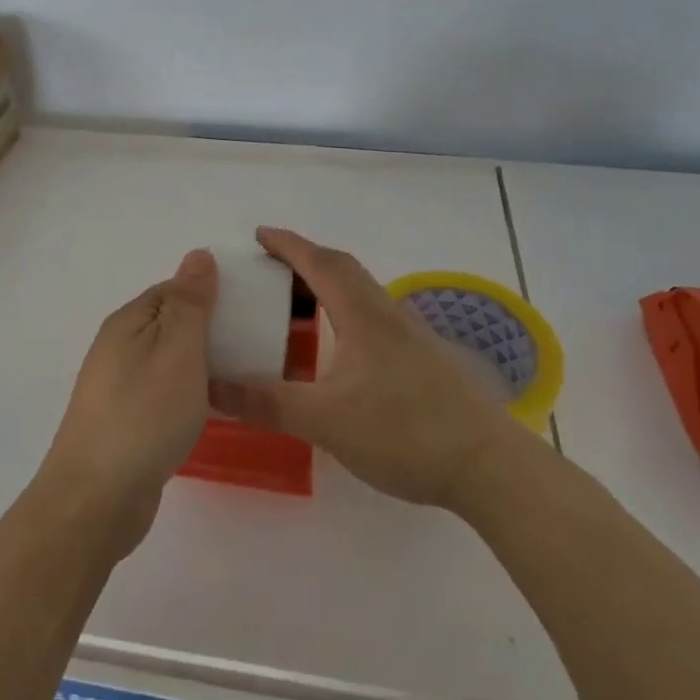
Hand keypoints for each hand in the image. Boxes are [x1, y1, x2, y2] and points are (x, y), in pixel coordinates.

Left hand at [37, 249, 217, 553]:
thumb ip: (190, 302)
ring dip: (199, 364)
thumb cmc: (145, 413)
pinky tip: (208, 410)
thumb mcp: (177, 348)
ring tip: (238, 377)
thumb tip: (197, 255)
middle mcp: (117, 348)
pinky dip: (187, 394)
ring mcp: (117, 388)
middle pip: (169, 325)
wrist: (98, 497)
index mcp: (127, 321)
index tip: (246, 310)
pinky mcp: (124, 423)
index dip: (209, 294)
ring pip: (167, 361)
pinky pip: (162, 393)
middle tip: (250, 345)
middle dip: (208, 330)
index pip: (172, 290)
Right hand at [210, 227, 515, 509]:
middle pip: (344, 270)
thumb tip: (211, 388)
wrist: (488, 466)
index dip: (288, 245)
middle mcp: (388, 315)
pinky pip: (374, 318)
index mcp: (363, 316)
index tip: (259, 234)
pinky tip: (338, 350)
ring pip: (362, 294)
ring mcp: (411, 337)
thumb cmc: (404, 432)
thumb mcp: (325, 420)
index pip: (320, 264)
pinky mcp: (424, 360)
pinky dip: (345, 315)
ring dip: (328, 287)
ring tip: (297, 306)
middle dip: (306, 260)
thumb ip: (267, 403)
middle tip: (271, 269)